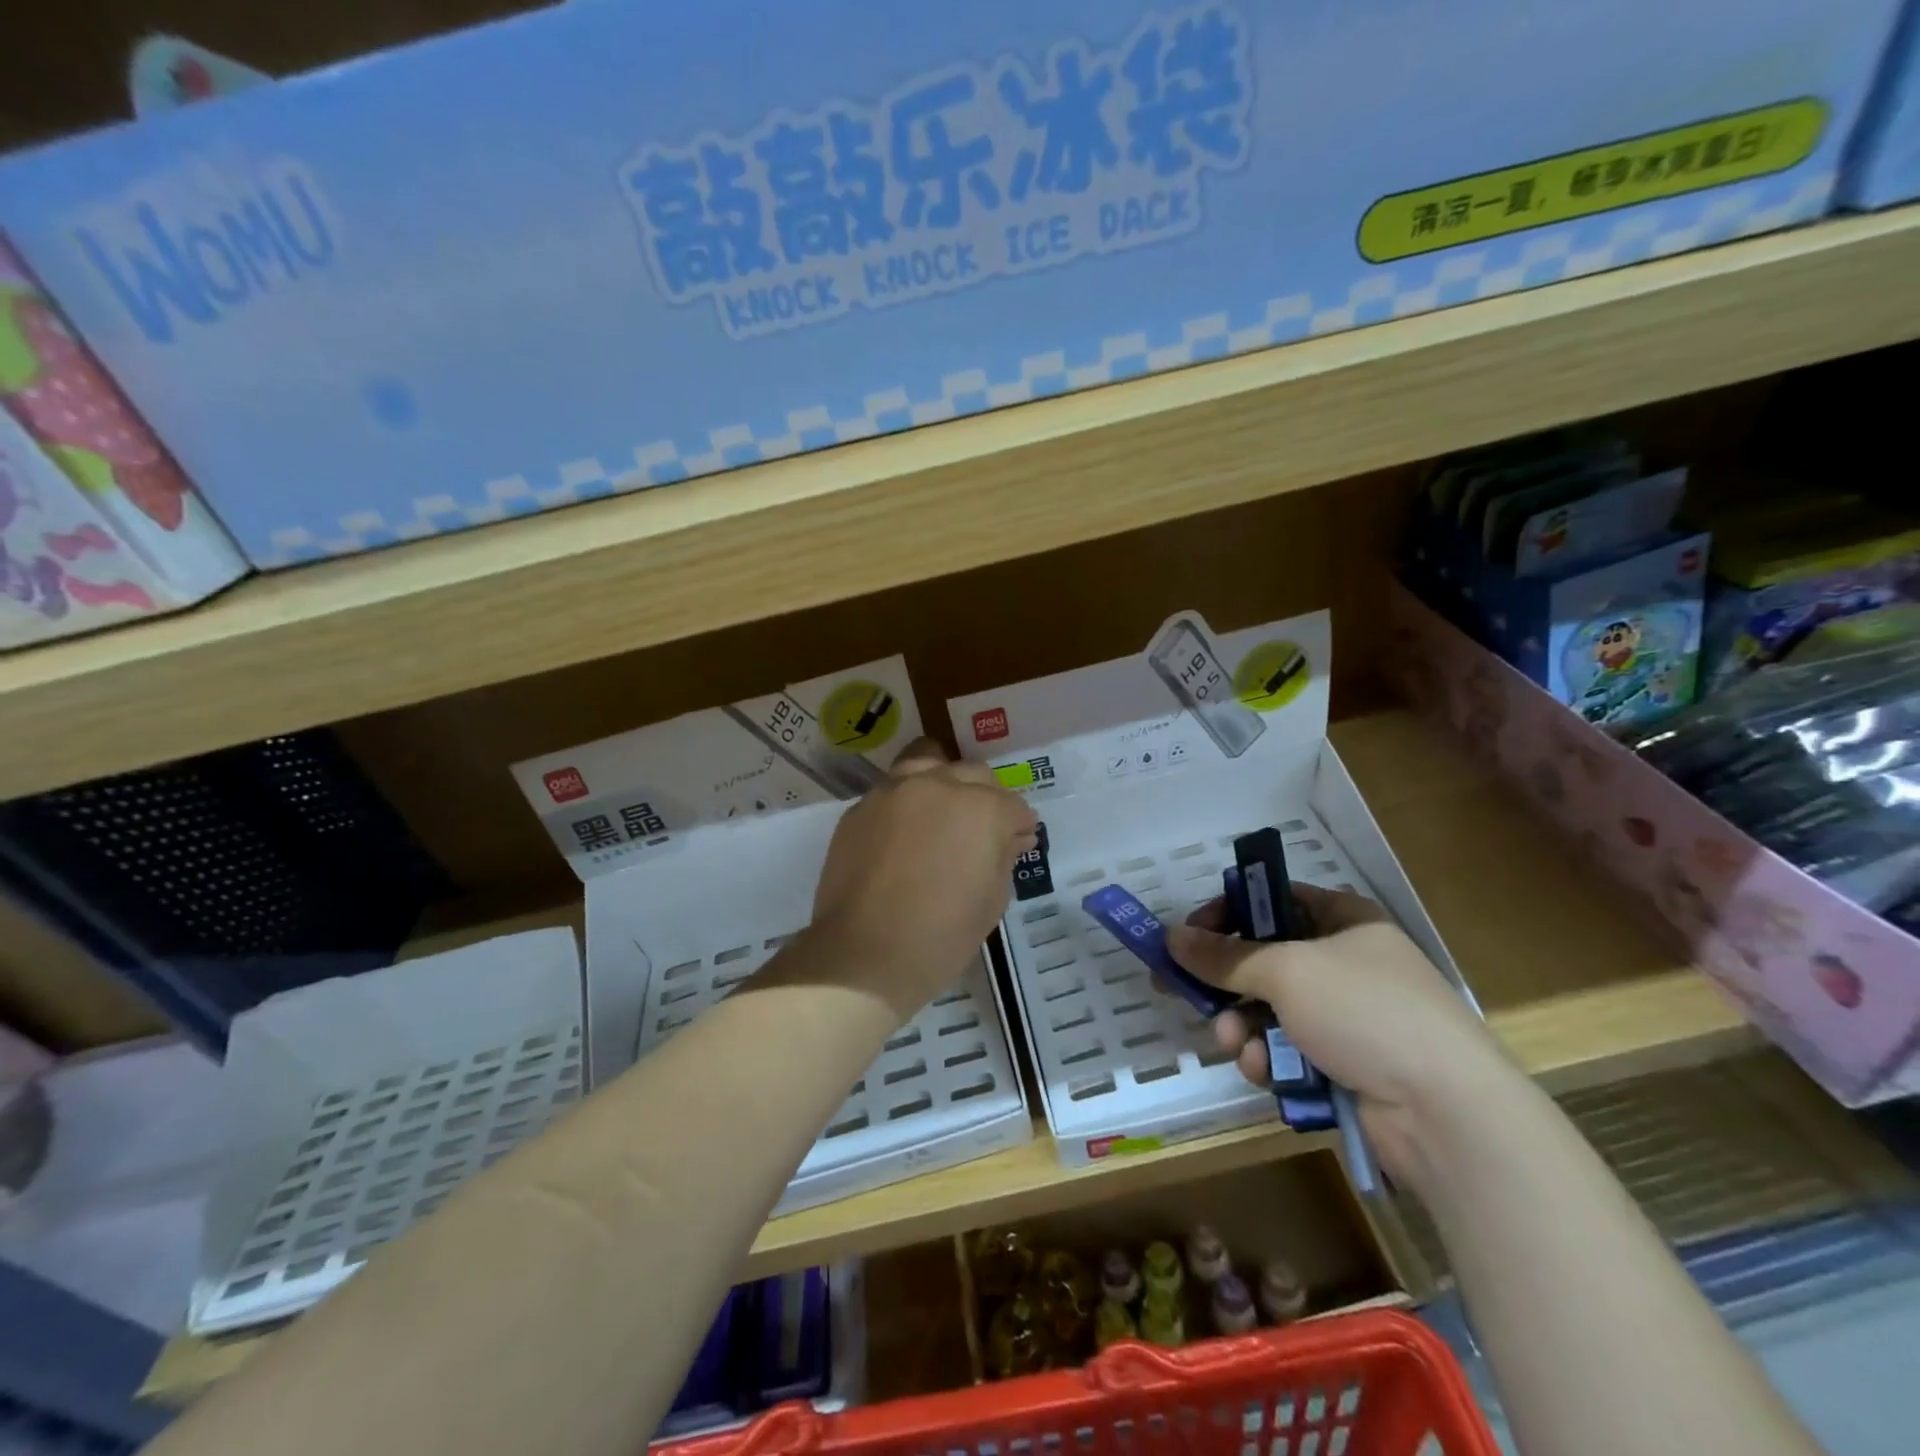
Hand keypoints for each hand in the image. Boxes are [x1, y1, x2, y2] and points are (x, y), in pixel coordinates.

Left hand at [809, 738, 1037, 1021]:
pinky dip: (907, 801)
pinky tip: (906, 832)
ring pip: (928, 762)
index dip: (1019, 826)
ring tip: (942, 812)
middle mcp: (938, 785)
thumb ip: (1005, 856)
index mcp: (981, 808)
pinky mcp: (860, 807)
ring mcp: (894, 791)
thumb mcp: (992, 899)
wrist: (865, 954)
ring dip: (943, 781)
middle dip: (986, 797)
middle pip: (974, 774)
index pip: (1013, 805)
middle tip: (982, 831)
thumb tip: (1012, 837)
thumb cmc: (942, 936)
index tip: (1018, 843)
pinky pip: (893, 789)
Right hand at [1165, 885, 1517, 1177]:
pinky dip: (1266, 1057)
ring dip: (1240, 1025)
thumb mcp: (1286, 971)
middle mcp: (1345, 962)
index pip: (1271, 900)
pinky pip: (1286, 1048)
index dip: (1226, 913)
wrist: (1447, 1114)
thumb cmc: (1365, 1012)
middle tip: (1180, 992)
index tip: (1187, 936)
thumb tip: (1171, 936)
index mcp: (1344, 920)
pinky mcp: (1344, 1063)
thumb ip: (1224, 956)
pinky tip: (1260, 1070)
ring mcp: (1347, 1016)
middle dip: (1224, 982)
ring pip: (1268, 1008)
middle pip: (1263, 958)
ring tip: (1231, 1043)